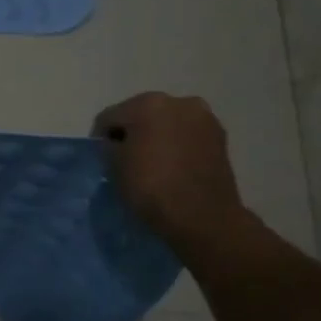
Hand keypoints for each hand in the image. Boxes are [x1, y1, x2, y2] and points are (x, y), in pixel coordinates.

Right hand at [92, 93, 250, 251]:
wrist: (204, 218)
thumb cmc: (152, 187)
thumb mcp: (114, 167)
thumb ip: (109, 147)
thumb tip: (116, 145)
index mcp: (148, 103)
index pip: (110, 117)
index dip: (100, 138)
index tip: (100, 158)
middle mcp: (179, 102)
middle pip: (142, 114)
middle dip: (132, 133)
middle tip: (125, 158)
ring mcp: (204, 119)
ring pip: (167, 123)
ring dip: (156, 137)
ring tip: (151, 163)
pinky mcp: (221, 139)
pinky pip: (187, 136)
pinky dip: (177, 145)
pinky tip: (172, 166)